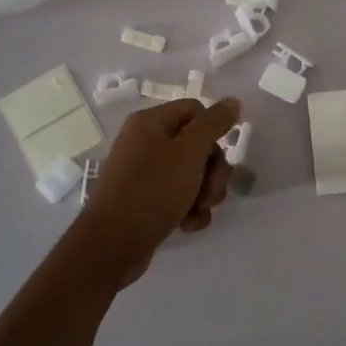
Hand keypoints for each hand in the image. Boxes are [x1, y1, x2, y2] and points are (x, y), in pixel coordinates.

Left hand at [76, 98, 240, 286]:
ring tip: (198, 211)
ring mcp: (145, 173)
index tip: (217, 155)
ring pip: (192, 174)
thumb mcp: (189, 152)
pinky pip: (179, 196)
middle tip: (211, 192)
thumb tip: (232, 100)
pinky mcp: (146, 199)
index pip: (196, 110)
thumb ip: (214, 124)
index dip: (213, 131)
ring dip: (204, 193)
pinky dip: (189, 209)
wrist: (112, 244)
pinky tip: (187, 225)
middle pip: (197, 144)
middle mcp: (146, 142)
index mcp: (151, 122)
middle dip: (212, 171)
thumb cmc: (153, 190)